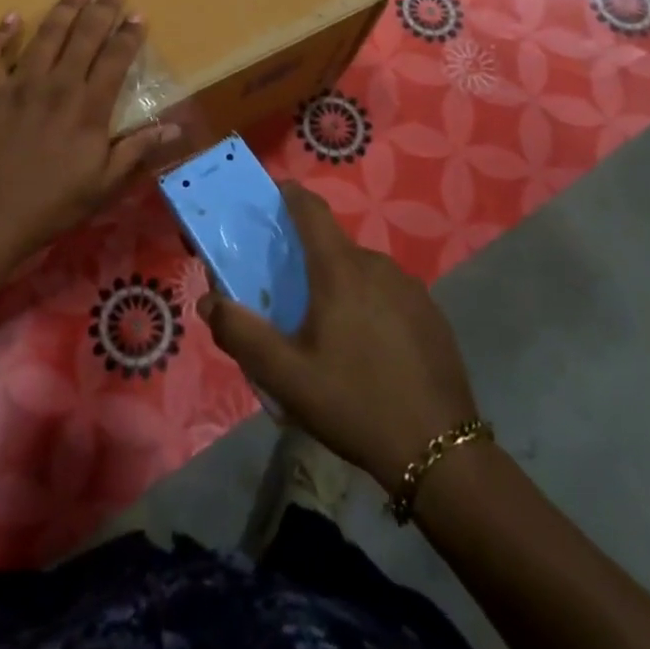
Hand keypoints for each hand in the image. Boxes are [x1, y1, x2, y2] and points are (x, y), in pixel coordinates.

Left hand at [0, 0, 181, 274]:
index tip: (138, 15)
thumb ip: (135, 151)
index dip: (129, 35)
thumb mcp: (102, 186)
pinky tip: (11, 19)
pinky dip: (0, 34)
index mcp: (88, 109)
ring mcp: (17, 85)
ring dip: (63, 11)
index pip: (115, 60)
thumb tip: (174, 128)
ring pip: (45, 36)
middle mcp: (57, 86)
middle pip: (84, 37)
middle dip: (101, 10)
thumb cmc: (48, 207)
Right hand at [199, 181, 479, 486]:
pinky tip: (368, 350)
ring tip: (329, 333)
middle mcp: (377, 264)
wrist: (440, 453)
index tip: (271, 197)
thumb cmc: (354, 403)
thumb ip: (241, 334)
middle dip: (308, 260)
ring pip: (362, 272)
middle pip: (333, 247)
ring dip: (340, 287)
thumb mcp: (285, 376)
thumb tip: (209, 301)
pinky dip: (370, 306)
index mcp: (339, 269)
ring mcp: (410, 288)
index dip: (289, 196)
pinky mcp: (432, 313)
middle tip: (290, 298)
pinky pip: (389, 294)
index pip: (310, 209)